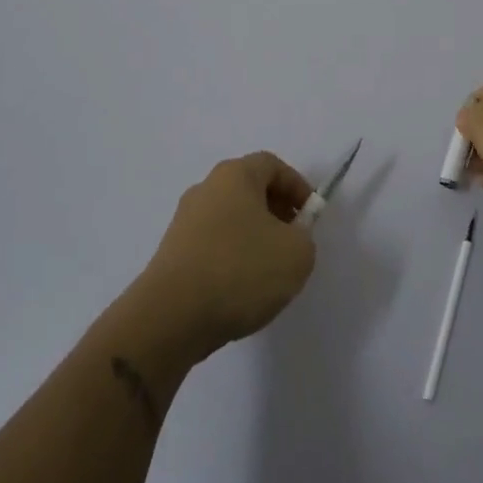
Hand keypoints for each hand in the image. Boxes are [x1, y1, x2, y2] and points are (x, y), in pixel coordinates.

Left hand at [139, 152, 317, 358]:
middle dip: (277, 211)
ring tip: (269, 271)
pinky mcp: (172, 252)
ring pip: (230, 218)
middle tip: (294, 241)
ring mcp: (184, 221)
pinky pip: (213, 243)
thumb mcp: (296, 254)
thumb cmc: (240, 271)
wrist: (171, 316)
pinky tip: (240, 288)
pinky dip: (231, 256)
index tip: (311, 216)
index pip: (272, 165)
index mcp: (234, 175)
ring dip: (254, 236)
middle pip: (249, 189)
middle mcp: (206, 188)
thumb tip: (290, 237)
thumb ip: (304, 237)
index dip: (297, 186)